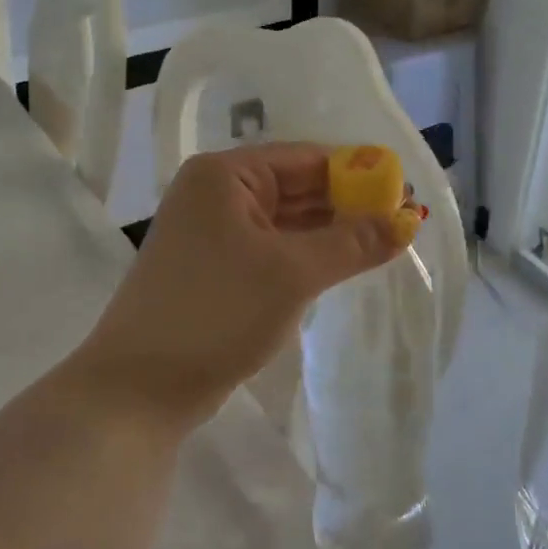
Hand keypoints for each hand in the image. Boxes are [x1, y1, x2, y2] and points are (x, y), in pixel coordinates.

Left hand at [76, 143, 415, 433]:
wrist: (139, 389)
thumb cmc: (217, 312)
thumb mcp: (293, 273)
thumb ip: (353, 242)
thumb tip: (408, 221)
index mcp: (225, 175)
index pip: (307, 158)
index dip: (358, 173)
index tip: (404, 193)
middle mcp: (216, 193)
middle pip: (297, 186)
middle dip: (348, 204)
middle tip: (402, 221)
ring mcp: (213, 232)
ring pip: (287, 220)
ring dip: (331, 232)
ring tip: (385, 242)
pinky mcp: (216, 268)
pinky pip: (273, 248)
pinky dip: (308, 254)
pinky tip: (343, 264)